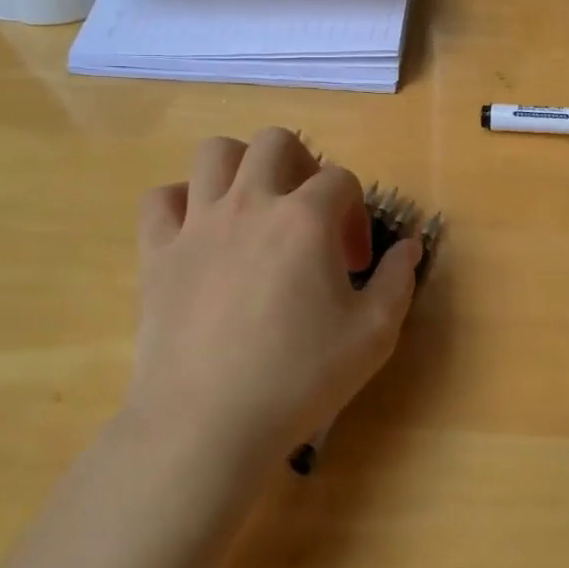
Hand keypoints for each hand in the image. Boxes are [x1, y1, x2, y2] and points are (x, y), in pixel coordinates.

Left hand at [128, 128, 420, 470]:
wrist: (207, 425)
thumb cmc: (299, 378)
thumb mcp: (373, 335)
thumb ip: (398, 281)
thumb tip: (411, 246)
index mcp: (306, 218)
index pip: (341, 180)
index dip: (356, 214)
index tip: (353, 263)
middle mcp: (251, 203)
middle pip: (276, 142)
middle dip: (303, 165)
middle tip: (307, 214)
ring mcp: (198, 224)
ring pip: (215, 153)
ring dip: (241, 167)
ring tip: (254, 204)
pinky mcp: (157, 252)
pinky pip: (161, 199)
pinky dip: (182, 201)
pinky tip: (199, 231)